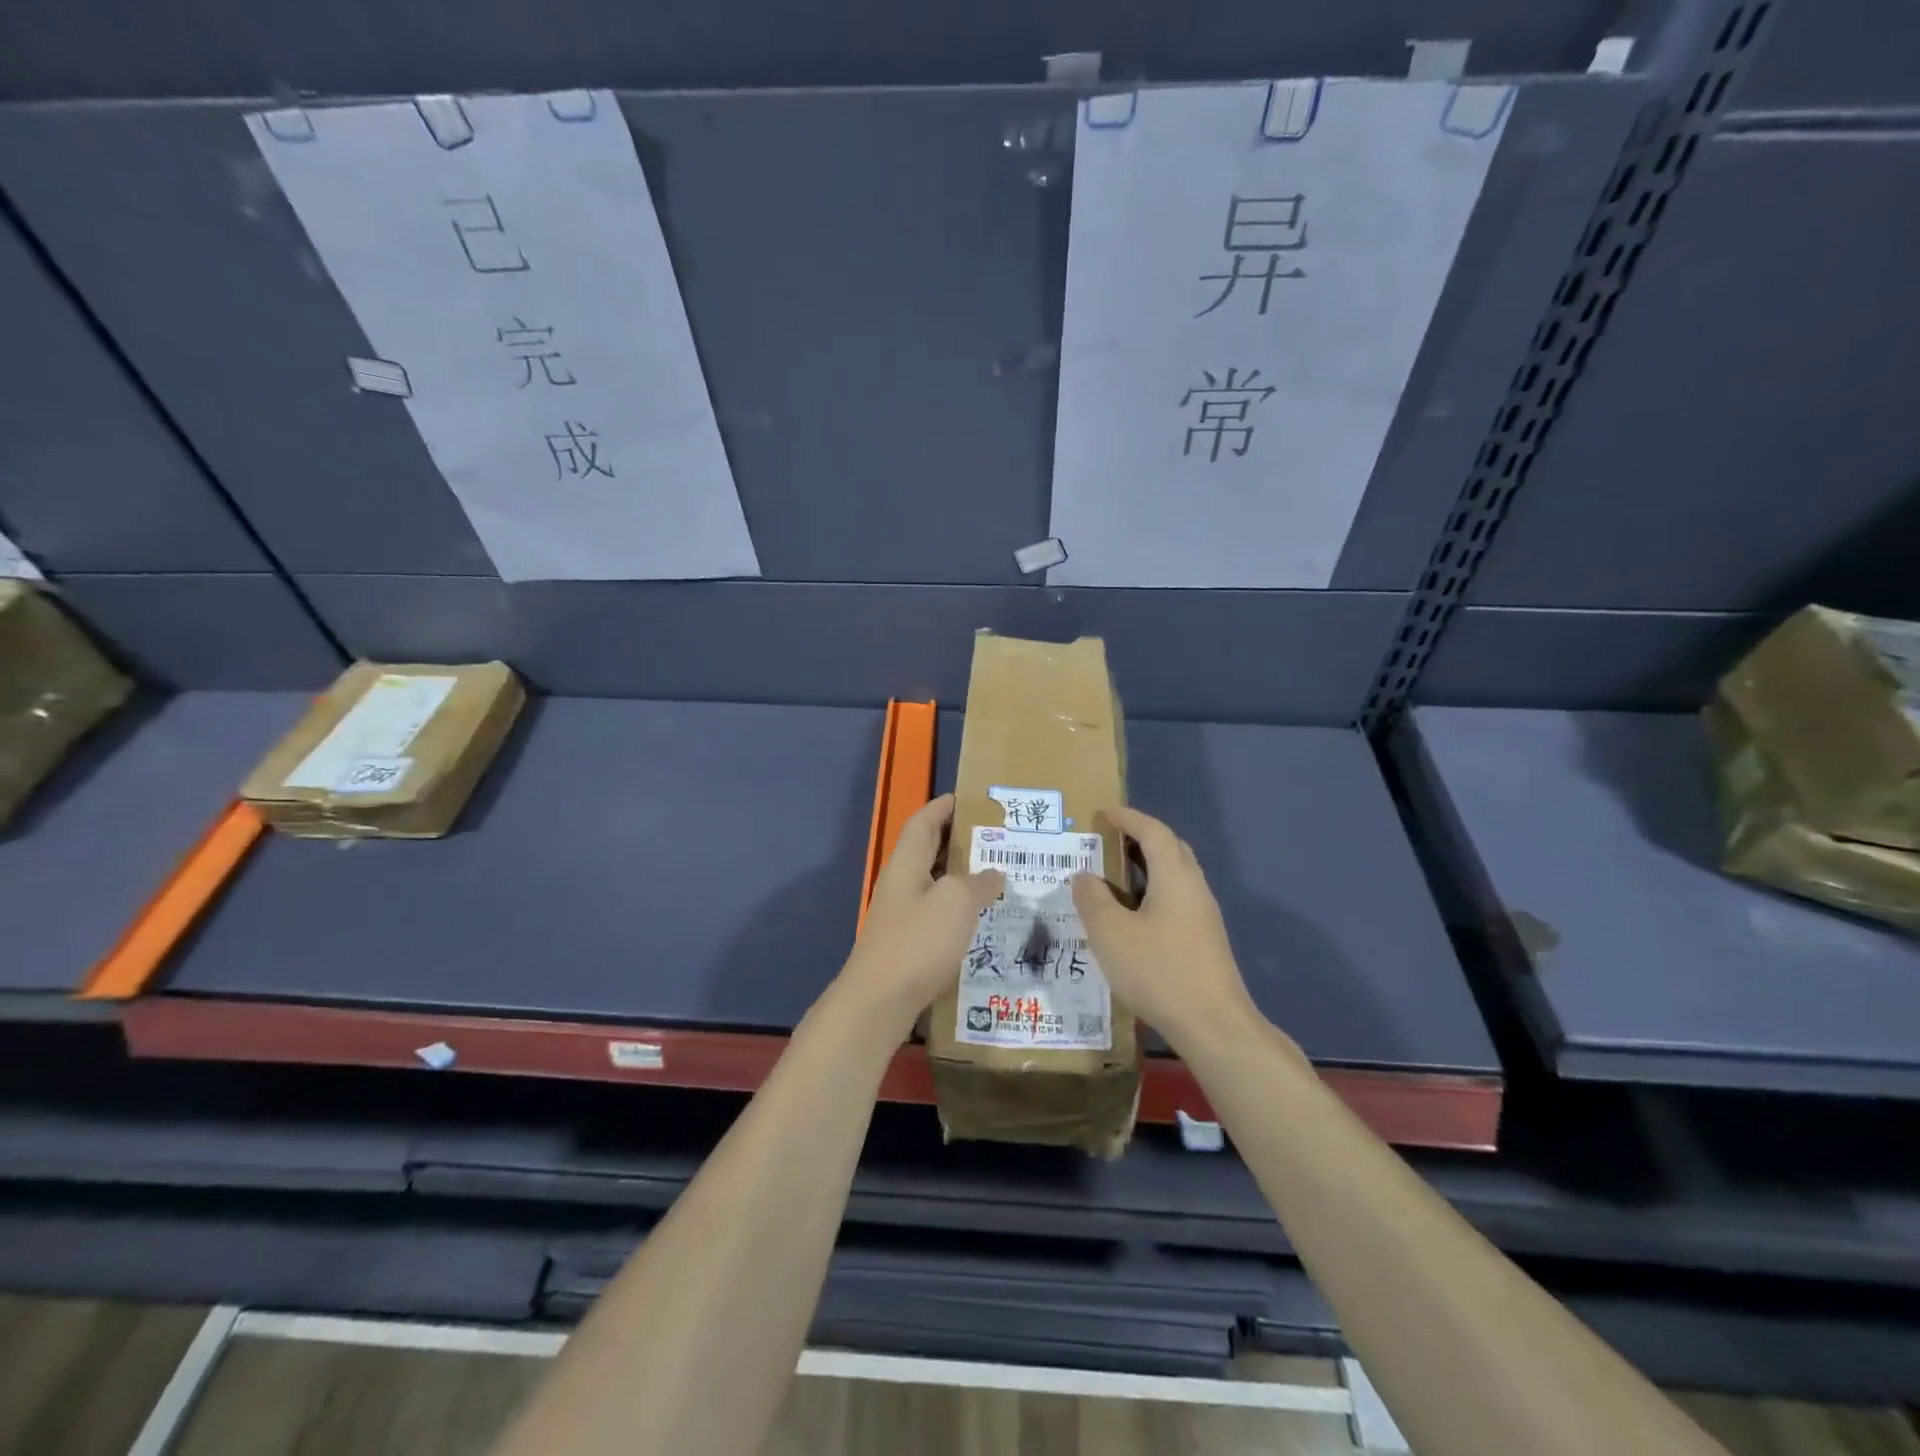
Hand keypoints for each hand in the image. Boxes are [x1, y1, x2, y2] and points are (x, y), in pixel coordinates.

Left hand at [836, 794, 1004, 1039]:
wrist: (879, 1002)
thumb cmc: (917, 942)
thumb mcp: (956, 902)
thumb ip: (978, 882)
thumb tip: (994, 873)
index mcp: (907, 863)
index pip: (924, 821)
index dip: (944, 806)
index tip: (971, 798)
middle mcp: (901, 883)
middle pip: (928, 850)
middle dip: (959, 840)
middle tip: (997, 837)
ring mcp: (902, 915)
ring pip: (935, 883)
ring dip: (963, 876)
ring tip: (999, 875)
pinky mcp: (908, 944)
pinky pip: (937, 913)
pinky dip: (959, 908)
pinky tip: (983, 919)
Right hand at [1072, 806, 1256, 1053]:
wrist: (1214, 1026)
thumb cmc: (1158, 970)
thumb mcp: (1110, 932)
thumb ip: (1092, 898)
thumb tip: (1084, 876)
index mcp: (1175, 876)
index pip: (1153, 831)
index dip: (1129, 818)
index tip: (1104, 813)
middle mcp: (1194, 888)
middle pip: (1170, 850)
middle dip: (1140, 839)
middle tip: (1108, 842)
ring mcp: (1204, 917)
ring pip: (1174, 878)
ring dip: (1146, 870)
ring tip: (1113, 879)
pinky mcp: (1205, 942)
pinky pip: (1176, 902)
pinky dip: (1152, 895)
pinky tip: (1131, 919)